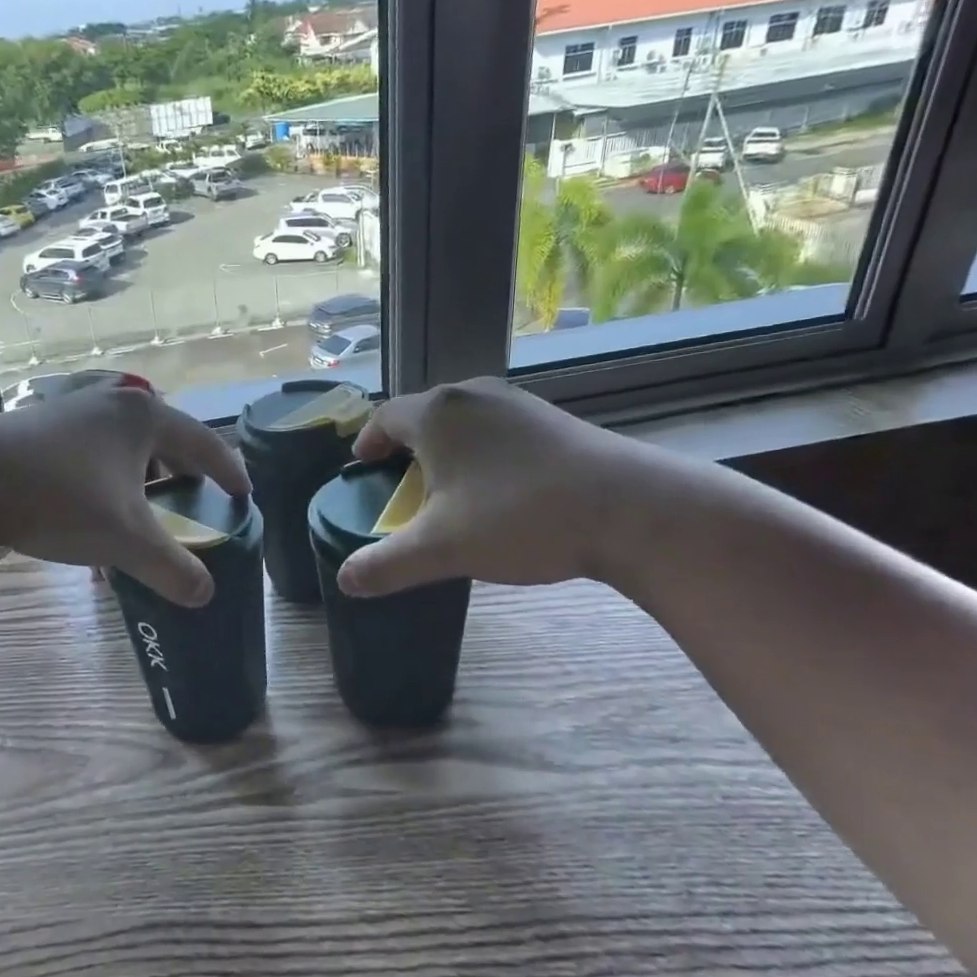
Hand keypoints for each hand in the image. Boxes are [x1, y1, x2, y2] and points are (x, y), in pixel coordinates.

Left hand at [0, 382, 250, 606]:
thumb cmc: (59, 499)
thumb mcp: (124, 539)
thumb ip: (171, 568)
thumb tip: (205, 595)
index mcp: (144, 418)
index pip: (204, 444)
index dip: (228, 472)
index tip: (244, 495)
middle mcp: (112, 405)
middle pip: (164, 437)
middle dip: (183, 470)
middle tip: (196, 498)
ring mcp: (71, 412)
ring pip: (122, 447)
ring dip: (140, 478)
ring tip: (144, 509)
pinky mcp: (38, 428)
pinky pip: (90, 455)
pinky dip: (105, 482)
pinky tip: (91, 516)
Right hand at [337, 378, 646, 596]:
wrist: (630, 510)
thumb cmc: (519, 517)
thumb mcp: (442, 549)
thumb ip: (386, 565)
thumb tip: (345, 580)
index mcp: (437, 413)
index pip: (385, 417)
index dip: (368, 443)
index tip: (362, 468)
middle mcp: (473, 395)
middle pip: (423, 415)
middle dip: (405, 448)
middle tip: (400, 486)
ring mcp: (517, 403)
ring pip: (463, 422)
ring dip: (446, 450)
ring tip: (447, 489)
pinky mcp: (552, 419)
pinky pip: (497, 428)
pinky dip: (482, 452)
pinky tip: (497, 489)